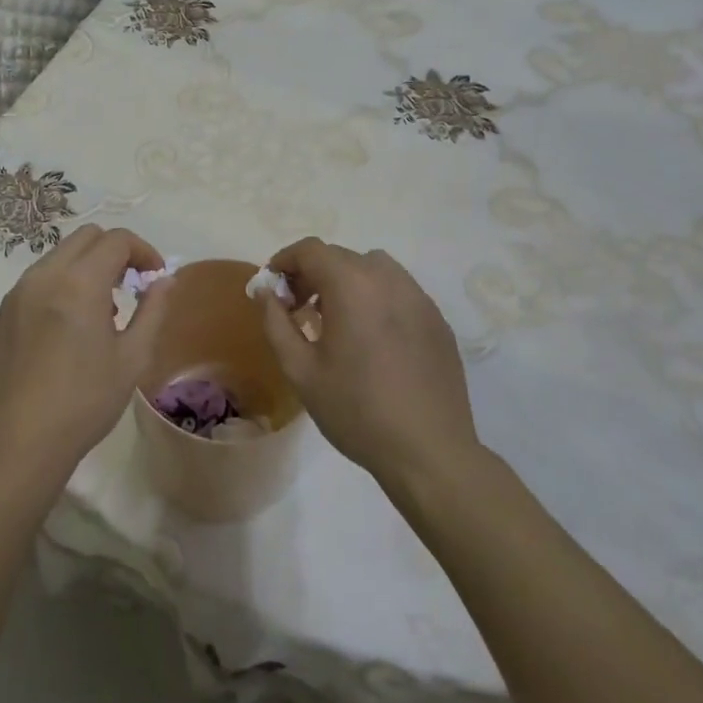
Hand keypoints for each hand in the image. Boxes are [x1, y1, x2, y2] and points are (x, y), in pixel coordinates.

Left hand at [0, 225, 172, 478]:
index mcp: (80, 282)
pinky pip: (36, 282)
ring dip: (85, 268)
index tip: (154, 276)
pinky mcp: (0, 315)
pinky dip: (59, 287)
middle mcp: (44, 276)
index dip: (143, 251)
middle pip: (85, 238)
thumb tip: (165, 280)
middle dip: (113, 252)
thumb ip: (152, 310)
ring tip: (100, 311)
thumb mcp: (132, 358)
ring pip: (57, 257)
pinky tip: (66, 329)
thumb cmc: (84, 402)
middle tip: (129, 286)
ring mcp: (16, 294)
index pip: (116, 240)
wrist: (19, 442)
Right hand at [259, 238, 478, 486]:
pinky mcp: (437, 319)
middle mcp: (388, 279)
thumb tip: (265, 292)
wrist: (428, 452)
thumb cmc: (356, 410)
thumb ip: (276, 323)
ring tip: (336, 318)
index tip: (272, 287)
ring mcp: (418, 297)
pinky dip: (376, 297)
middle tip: (297, 308)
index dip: (284, 261)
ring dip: (346, 280)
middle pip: (341, 256)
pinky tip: (371, 337)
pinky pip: (398, 290)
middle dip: (312, 273)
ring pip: (373, 268)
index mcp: (352, 286)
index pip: (310, 250)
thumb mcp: (300, 370)